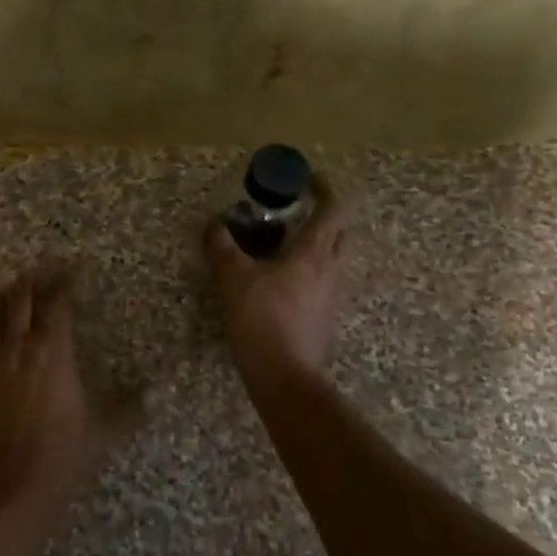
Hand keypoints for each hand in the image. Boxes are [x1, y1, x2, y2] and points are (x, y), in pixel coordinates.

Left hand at [0, 266, 111, 525]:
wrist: (14, 484)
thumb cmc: (65, 451)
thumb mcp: (104, 427)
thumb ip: (126, 405)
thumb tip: (149, 394)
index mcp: (53, 350)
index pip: (56, 303)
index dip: (62, 282)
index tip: (69, 270)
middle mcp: (18, 347)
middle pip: (19, 300)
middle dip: (29, 282)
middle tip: (36, 273)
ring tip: (6, 294)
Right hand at [206, 179, 352, 386]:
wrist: (284, 375)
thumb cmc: (261, 319)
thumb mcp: (233, 278)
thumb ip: (223, 247)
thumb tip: (214, 224)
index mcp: (313, 253)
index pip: (333, 209)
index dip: (325, 189)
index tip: (309, 179)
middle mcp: (330, 270)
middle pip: (342, 233)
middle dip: (327, 217)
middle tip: (298, 213)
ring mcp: (331, 296)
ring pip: (333, 260)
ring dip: (317, 246)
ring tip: (284, 246)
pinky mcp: (325, 318)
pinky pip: (322, 284)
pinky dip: (308, 273)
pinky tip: (282, 282)